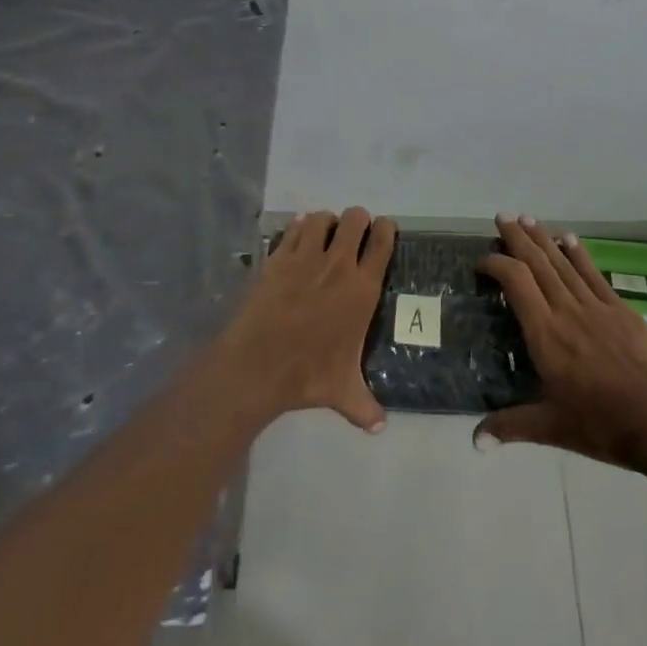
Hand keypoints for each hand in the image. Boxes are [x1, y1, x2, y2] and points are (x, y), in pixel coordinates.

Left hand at [216, 207, 395, 432]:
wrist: (259, 364)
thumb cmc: (308, 374)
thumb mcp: (342, 392)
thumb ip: (365, 406)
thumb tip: (380, 427)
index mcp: (362, 289)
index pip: (383, 243)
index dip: (386, 229)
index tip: (385, 229)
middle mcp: (338, 265)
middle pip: (355, 219)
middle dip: (357, 220)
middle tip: (354, 233)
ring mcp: (306, 257)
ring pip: (323, 218)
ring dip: (327, 222)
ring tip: (325, 234)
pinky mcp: (278, 257)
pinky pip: (294, 229)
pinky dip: (299, 229)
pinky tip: (298, 238)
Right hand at [475, 214, 646, 471]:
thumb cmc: (603, 425)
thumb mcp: (552, 428)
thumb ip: (510, 426)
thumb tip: (474, 441)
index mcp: (545, 333)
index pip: (515, 282)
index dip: (496, 264)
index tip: (482, 261)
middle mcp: (567, 310)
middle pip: (538, 263)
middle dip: (518, 238)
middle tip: (502, 216)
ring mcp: (596, 306)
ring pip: (563, 263)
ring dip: (544, 238)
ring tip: (528, 218)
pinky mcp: (621, 310)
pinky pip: (593, 274)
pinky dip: (578, 254)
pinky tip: (570, 238)